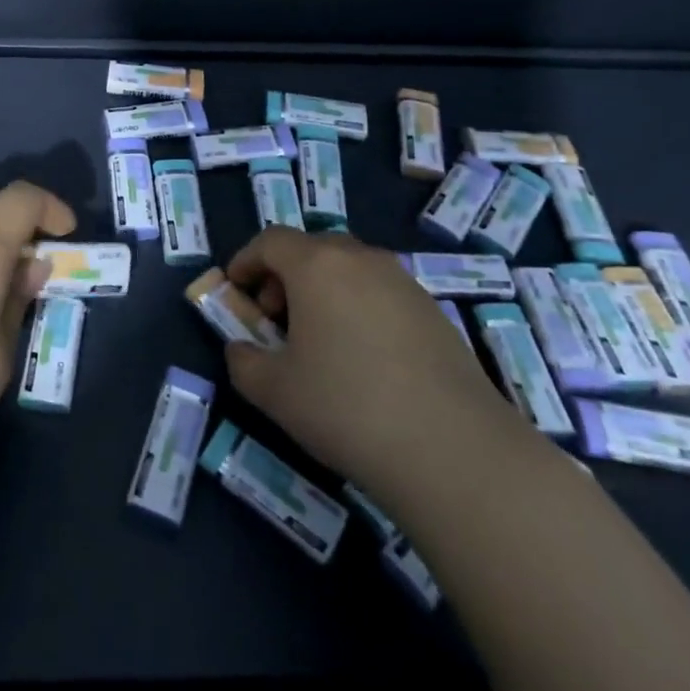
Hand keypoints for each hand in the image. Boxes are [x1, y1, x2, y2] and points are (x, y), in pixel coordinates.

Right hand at [222, 227, 517, 492]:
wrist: (454, 450)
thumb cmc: (347, 408)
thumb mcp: (275, 392)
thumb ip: (244, 362)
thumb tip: (241, 350)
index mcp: (317, 265)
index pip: (270, 240)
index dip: (246, 260)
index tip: (236, 290)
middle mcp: (361, 259)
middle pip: (312, 249)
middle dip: (285, 275)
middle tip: (276, 317)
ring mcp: (403, 282)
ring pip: (350, 269)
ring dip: (324, 291)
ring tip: (320, 340)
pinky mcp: (434, 311)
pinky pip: (381, 293)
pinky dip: (359, 308)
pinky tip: (364, 359)